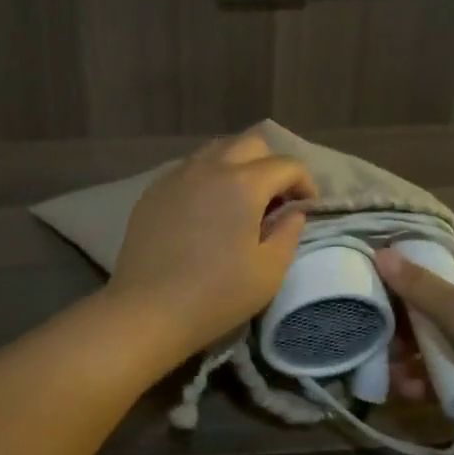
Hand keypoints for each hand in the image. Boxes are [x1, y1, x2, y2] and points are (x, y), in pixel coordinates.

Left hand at [107, 132, 315, 358]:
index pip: (286, 165)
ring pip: (216, 150)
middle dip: (271, 165)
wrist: (147, 310)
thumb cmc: (216, 295)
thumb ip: (288, 233)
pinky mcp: (153, 191)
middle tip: (275, 200)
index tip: (306, 209)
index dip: (305, 183)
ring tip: (240, 201)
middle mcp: (209, 167)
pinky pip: (189, 169)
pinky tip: (206, 211)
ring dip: (238, 166)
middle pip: (251, 143)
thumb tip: (292, 212)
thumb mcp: (269, 271)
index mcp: (243, 183)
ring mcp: (176, 176)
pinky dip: (207, 178)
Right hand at [372, 250, 453, 393]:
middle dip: (416, 333)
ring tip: (394, 375)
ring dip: (421, 362)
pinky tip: (412, 391)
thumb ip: (415, 283)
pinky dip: (438, 383)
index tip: (395, 304)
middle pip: (453, 317)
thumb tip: (380, 252)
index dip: (425, 289)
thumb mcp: (452, 304)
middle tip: (389, 344)